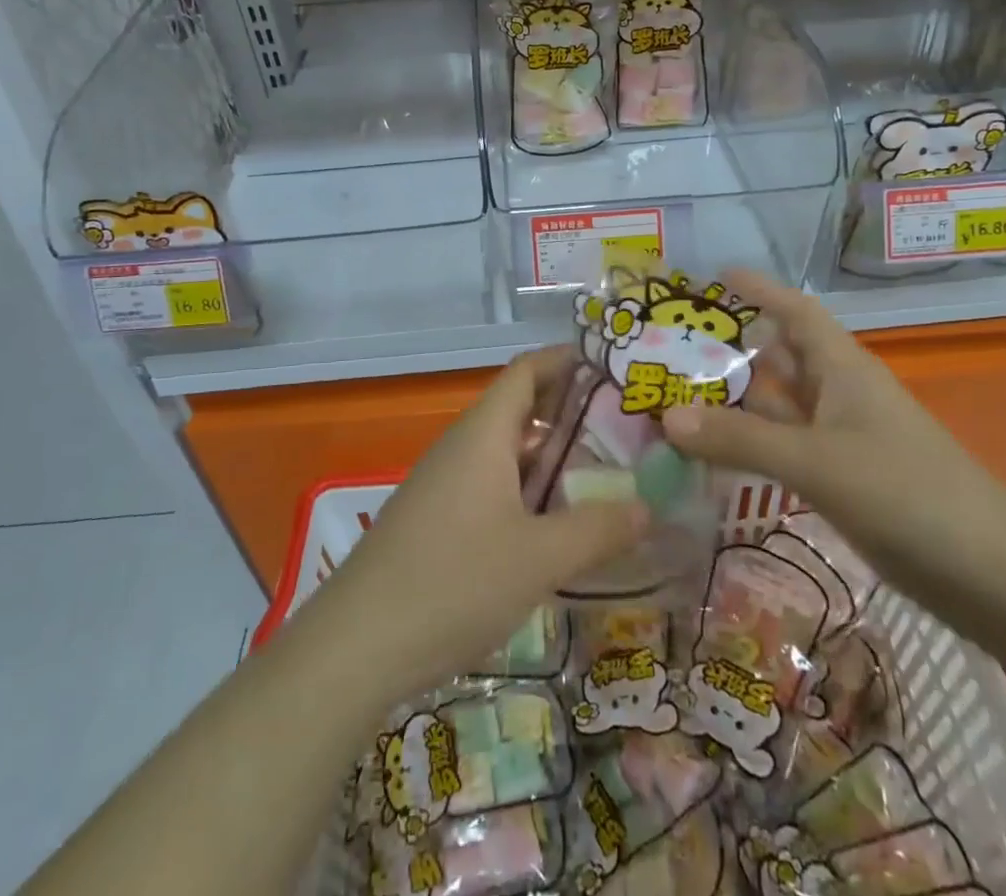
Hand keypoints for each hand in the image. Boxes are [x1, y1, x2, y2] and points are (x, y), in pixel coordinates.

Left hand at [316, 348, 646, 703]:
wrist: (356, 645)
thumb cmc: (454, 582)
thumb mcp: (539, 558)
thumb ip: (598, 529)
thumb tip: (649, 507)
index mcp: (484, 434)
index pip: (527, 370)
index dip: (568, 360)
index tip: (614, 368)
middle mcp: (463, 447)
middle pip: (521, 410)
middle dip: (572, 416)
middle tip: (629, 431)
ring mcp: (446, 485)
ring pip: (508, 455)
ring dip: (553, 461)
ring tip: (606, 478)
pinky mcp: (438, 521)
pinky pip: (493, 488)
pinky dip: (530, 494)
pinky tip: (557, 528)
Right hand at [660, 270, 1005, 639]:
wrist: (994, 576)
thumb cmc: (908, 494)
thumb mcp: (817, 462)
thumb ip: (741, 441)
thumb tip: (666, 417)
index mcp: (843, 368)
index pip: (796, 310)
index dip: (760, 289)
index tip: (716, 276)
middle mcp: (841, 394)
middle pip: (781, 358)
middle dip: (733, 348)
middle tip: (674, 346)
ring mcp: (845, 439)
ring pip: (780, 407)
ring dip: (737, 402)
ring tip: (678, 396)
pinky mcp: (846, 480)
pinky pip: (787, 448)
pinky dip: (752, 446)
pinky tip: (716, 456)